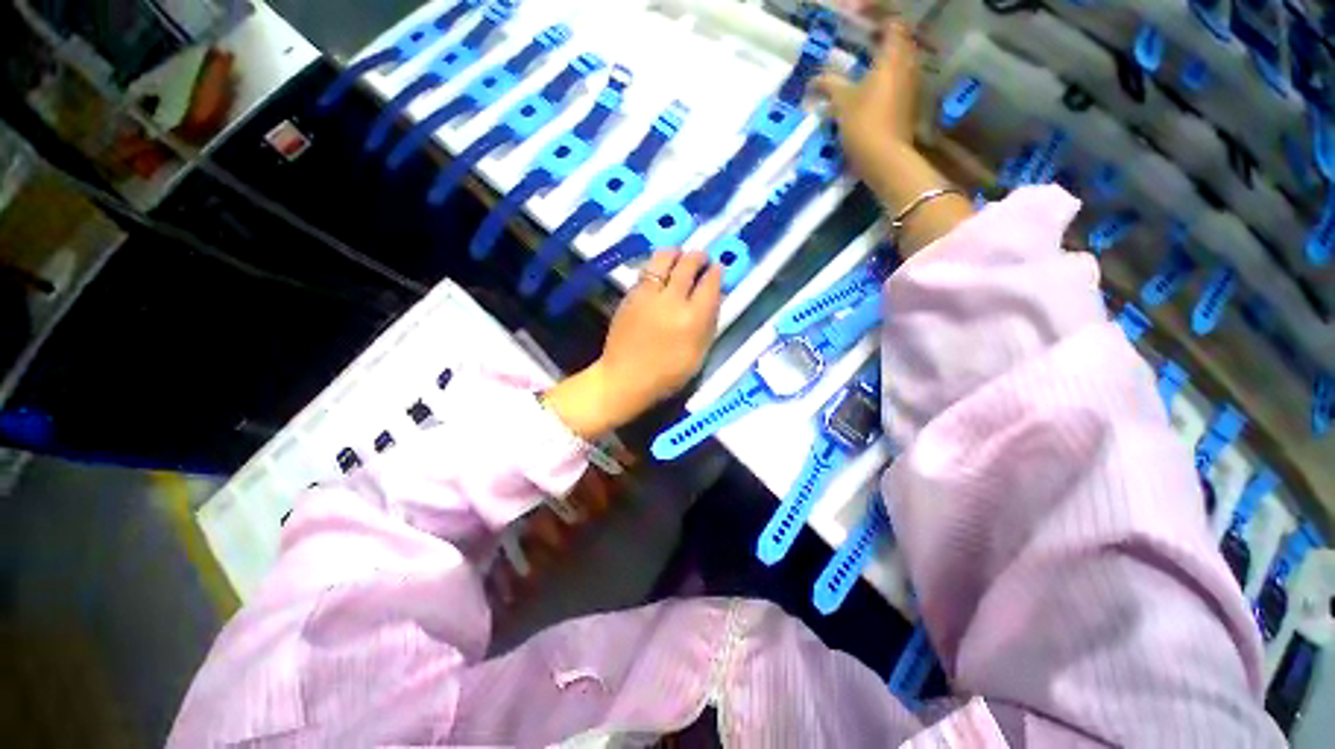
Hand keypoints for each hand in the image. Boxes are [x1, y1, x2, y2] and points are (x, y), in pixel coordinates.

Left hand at [545, 250, 721, 439]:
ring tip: (681, 256)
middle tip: (702, 259)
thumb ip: (709, 323)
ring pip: (664, 258)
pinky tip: (661, 272)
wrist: (626, 378)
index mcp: (693, 318)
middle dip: (699, 257)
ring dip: (677, 253)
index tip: (718, 269)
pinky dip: (658, 265)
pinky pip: (647, 270)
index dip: (716, 272)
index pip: (710, 283)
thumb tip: (715, 297)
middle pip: (688, 264)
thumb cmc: (668, 374)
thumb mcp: (699, 354)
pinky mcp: (631, 295)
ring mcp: (648, 294)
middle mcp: (672, 300)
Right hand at [813, 20, 971, 254]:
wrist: (885, 160)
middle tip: (861, 39)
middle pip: (899, 40)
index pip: (892, 22)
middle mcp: (908, 65)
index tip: (857, 17)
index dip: (876, 15)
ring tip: (863, 64)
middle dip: (882, 36)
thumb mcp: (842, 103)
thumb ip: (829, 85)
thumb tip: (813, 80)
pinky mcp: (909, 103)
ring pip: (901, 60)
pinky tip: (870, 88)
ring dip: (884, 57)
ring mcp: (912, 85)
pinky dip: (887, 76)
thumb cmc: (864, 124)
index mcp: (893, 57)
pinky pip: (899, 79)